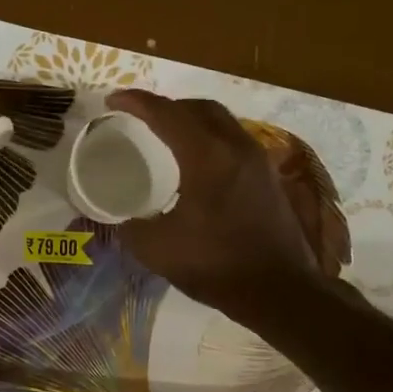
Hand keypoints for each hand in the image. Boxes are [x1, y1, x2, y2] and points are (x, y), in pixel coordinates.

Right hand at [105, 90, 331, 327]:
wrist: (280, 291)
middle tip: (142, 117)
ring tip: (168, 136)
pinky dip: (210, 140)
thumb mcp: (157, 249)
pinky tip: (198, 165)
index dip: (136, 102)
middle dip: (167, 106)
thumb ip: (132, 228)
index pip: (166, 113)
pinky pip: (234, 142)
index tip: (112, 100)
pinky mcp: (269, 178)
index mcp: (206, 155)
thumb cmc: (216, 264)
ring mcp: (258, 161)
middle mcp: (236, 147)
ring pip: (221, 122)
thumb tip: (123, 222)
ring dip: (192, 121)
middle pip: (199, 108)